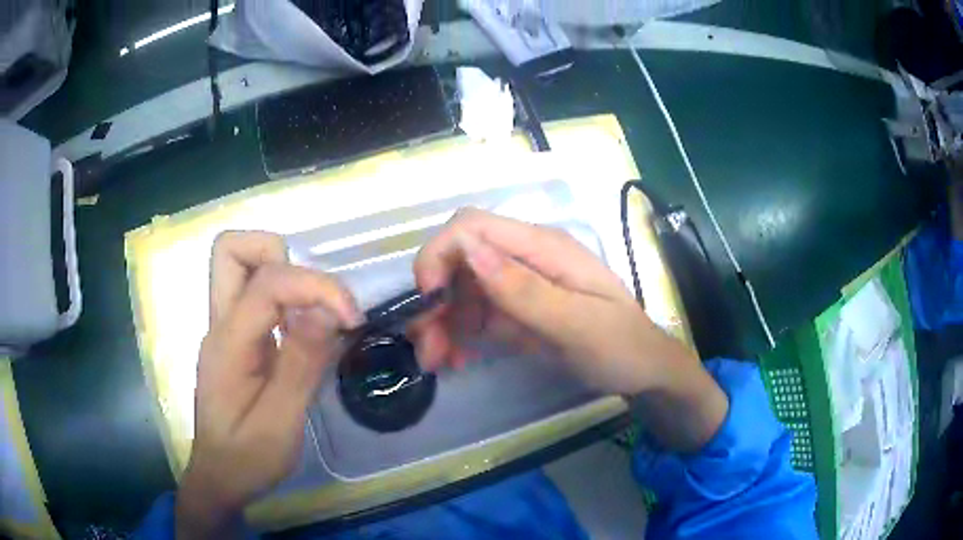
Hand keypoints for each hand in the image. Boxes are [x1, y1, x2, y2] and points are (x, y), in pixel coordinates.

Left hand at [176, 231, 360, 538]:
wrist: (220, 476)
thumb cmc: (247, 457)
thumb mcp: (280, 422)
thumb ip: (300, 363)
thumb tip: (325, 310)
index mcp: (228, 343)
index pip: (267, 281)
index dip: (316, 286)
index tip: (351, 317)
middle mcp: (220, 323)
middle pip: (232, 250)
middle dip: (280, 255)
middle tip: (316, 296)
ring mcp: (225, 329)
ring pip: (242, 265)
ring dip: (284, 273)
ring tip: (317, 313)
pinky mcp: (236, 339)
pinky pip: (256, 294)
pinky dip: (286, 297)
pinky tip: (307, 331)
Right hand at [411, 209, 727, 450]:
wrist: (643, 372)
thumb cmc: (621, 347)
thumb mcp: (577, 324)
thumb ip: (523, 289)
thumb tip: (467, 249)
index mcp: (544, 248)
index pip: (473, 226)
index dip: (440, 254)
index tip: (428, 299)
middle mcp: (526, 258)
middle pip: (460, 260)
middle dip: (434, 299)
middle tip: (424, 348)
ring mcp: (520, 285)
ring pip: (460, 291)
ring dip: (441, 323)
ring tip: (438, 361)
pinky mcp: (517, 311)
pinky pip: (474, 315)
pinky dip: (458, 334)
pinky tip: (457, 359)